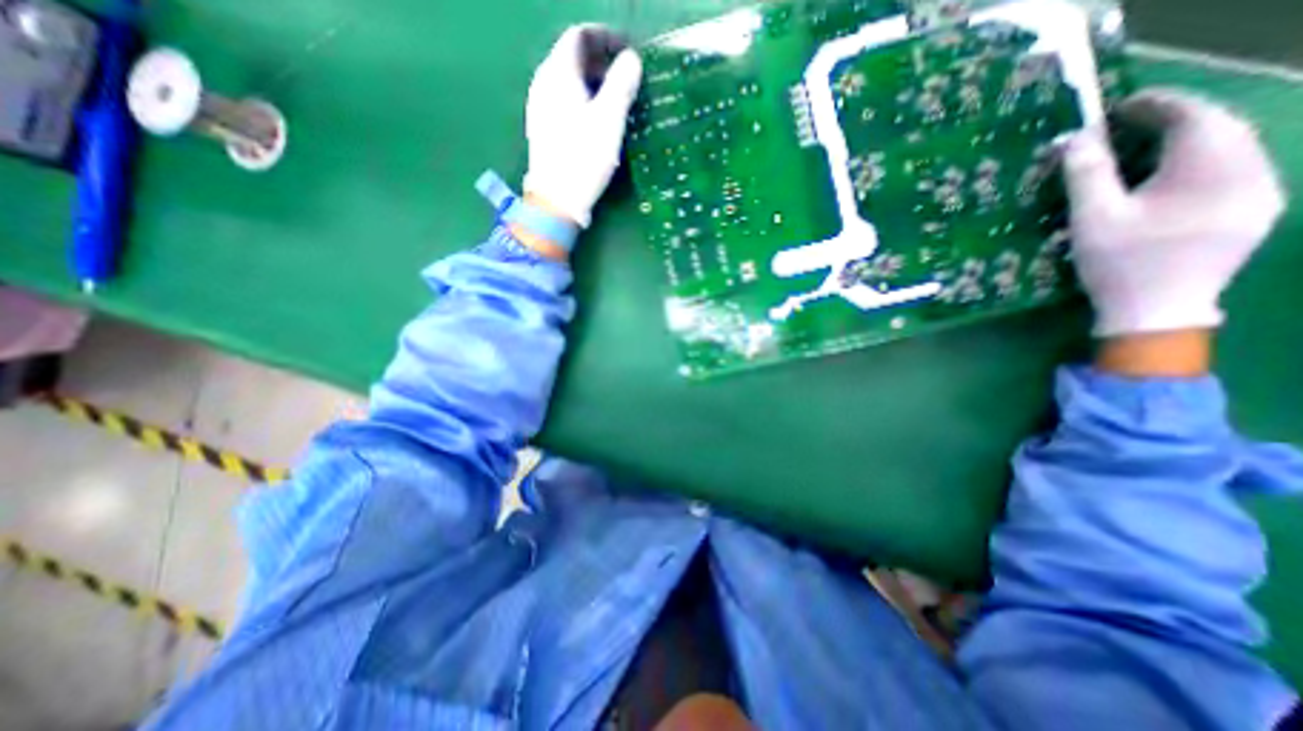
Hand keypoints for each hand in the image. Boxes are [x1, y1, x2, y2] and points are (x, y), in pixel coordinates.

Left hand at [521, 26, 639, 228]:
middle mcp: (544, 84)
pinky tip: (596, 120)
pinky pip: (564, 101)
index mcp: (558, 74)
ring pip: (567, 81)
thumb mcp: (609, 120)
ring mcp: (540, 108)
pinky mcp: (543, 129)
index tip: (628, 51)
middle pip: (571, 57)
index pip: (579, 36)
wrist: (556, 200)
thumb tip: (632, 59)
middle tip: (625, 76)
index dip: (605, 37)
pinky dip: (582, 100)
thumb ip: (621, 85)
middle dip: (600, 60)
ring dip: (592, 82)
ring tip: (615, 99)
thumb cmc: (584, 158)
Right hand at [1062, 86, 1286, 335]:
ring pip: (1231, 147)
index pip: (1193, 115)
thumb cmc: (1118, 262)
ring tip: (1145, 148)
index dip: (1155, 105)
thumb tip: (1074, 137)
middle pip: (1219, 127)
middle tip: (1126, 127)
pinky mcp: (1256, 211)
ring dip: (1188, 140)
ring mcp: (1262, 191)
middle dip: (1173, 119)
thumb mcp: (1092, 217)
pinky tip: (1171, 176)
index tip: (1116, 108)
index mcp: (1209, 168)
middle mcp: (1251, 169)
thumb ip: (1085, 173)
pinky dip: (1201, 162)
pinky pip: (1235, 169)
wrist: (1156, 311)